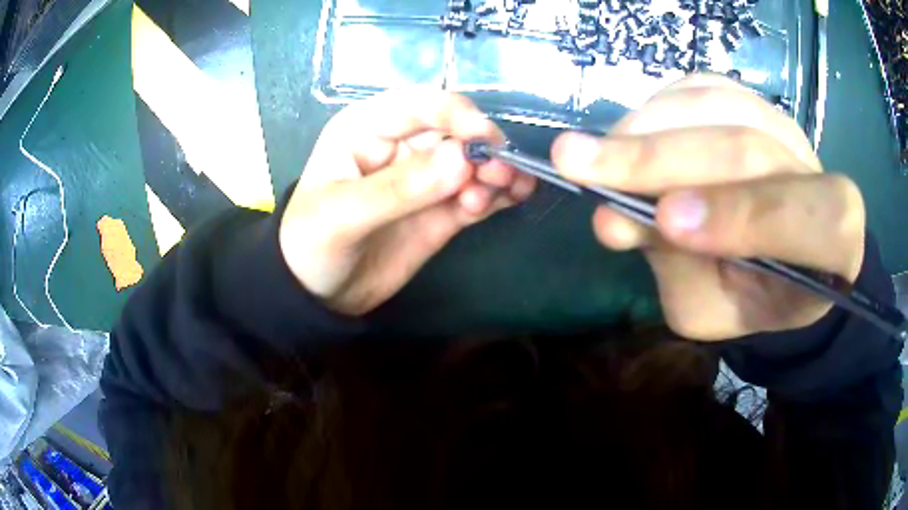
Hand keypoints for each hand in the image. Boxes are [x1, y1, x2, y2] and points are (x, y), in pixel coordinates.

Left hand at [279, 90, 535, 315]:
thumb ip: (399, 188)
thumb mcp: (343, 215)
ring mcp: (425, 178)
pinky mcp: (441, 209)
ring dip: (497, 171)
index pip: (419, 106)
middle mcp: (401, 145)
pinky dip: (497, 194)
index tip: (485, 139)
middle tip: (502, 173)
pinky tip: (509, 200)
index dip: (455, 115)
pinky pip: (476, 193)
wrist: (319, 295)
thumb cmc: (311, 244)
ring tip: (508, 190)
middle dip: (483, 148)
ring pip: (472, 163)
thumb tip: (463, 160)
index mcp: (367, 129)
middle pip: (454, 132)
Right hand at [552, 75, 864, 340]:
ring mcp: (785, 128)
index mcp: (833, 245)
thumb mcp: (714, 310)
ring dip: (647, 128)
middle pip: (748, 150)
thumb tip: (613, 217)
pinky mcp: (752, 102)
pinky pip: (701, 89)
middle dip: (662, 159)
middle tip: (578, 164)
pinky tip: (629, 136)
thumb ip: (677, 270)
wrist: (782, 259)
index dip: (740, 215)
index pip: (804, 220)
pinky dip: (656, 109)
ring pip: (717, 107)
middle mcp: (817, 171)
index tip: (664, 221)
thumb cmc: (755, 297)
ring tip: (593, 154)